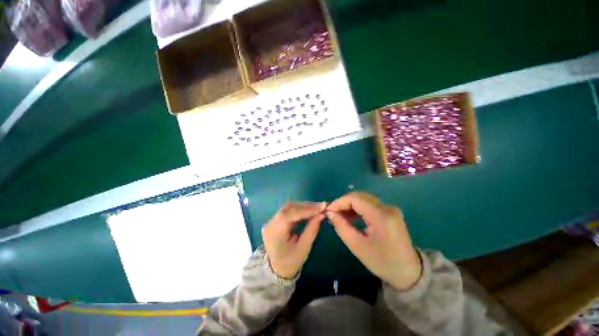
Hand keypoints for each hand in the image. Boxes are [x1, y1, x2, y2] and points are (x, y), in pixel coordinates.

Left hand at [262, 202, 325, 278]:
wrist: (277, 269)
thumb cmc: (291, 262)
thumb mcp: (304, 248)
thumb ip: (312, 230)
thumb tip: (321, 214)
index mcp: (275, 232)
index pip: (290, 214)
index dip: (306, 209)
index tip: (321, 207)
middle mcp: (270, 223)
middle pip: (288, 208)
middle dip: (306, 206)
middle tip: (321, 206)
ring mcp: (271, 221)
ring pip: (289, 208)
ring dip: (303, 206)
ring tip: (317, 207)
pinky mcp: (275, 220)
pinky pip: (288, 211)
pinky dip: (299, 210)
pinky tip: (309, 210)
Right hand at [326, 192, 421, 289]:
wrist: (409, 271)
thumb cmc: (382, 262)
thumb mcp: (357, 246)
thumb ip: (341, 227)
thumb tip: (329, 213)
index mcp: (381, 216)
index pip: (355, 199)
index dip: (339, 202)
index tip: (328, 211)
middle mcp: (387, 207)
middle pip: (359, 196)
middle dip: (343, 203)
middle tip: (332, 213)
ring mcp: (390, 208)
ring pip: (363, 198)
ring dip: (349, 205)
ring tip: (339, 216)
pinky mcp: (390, 211)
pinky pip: (369, 204)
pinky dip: (357, 208)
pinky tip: (351, 216)